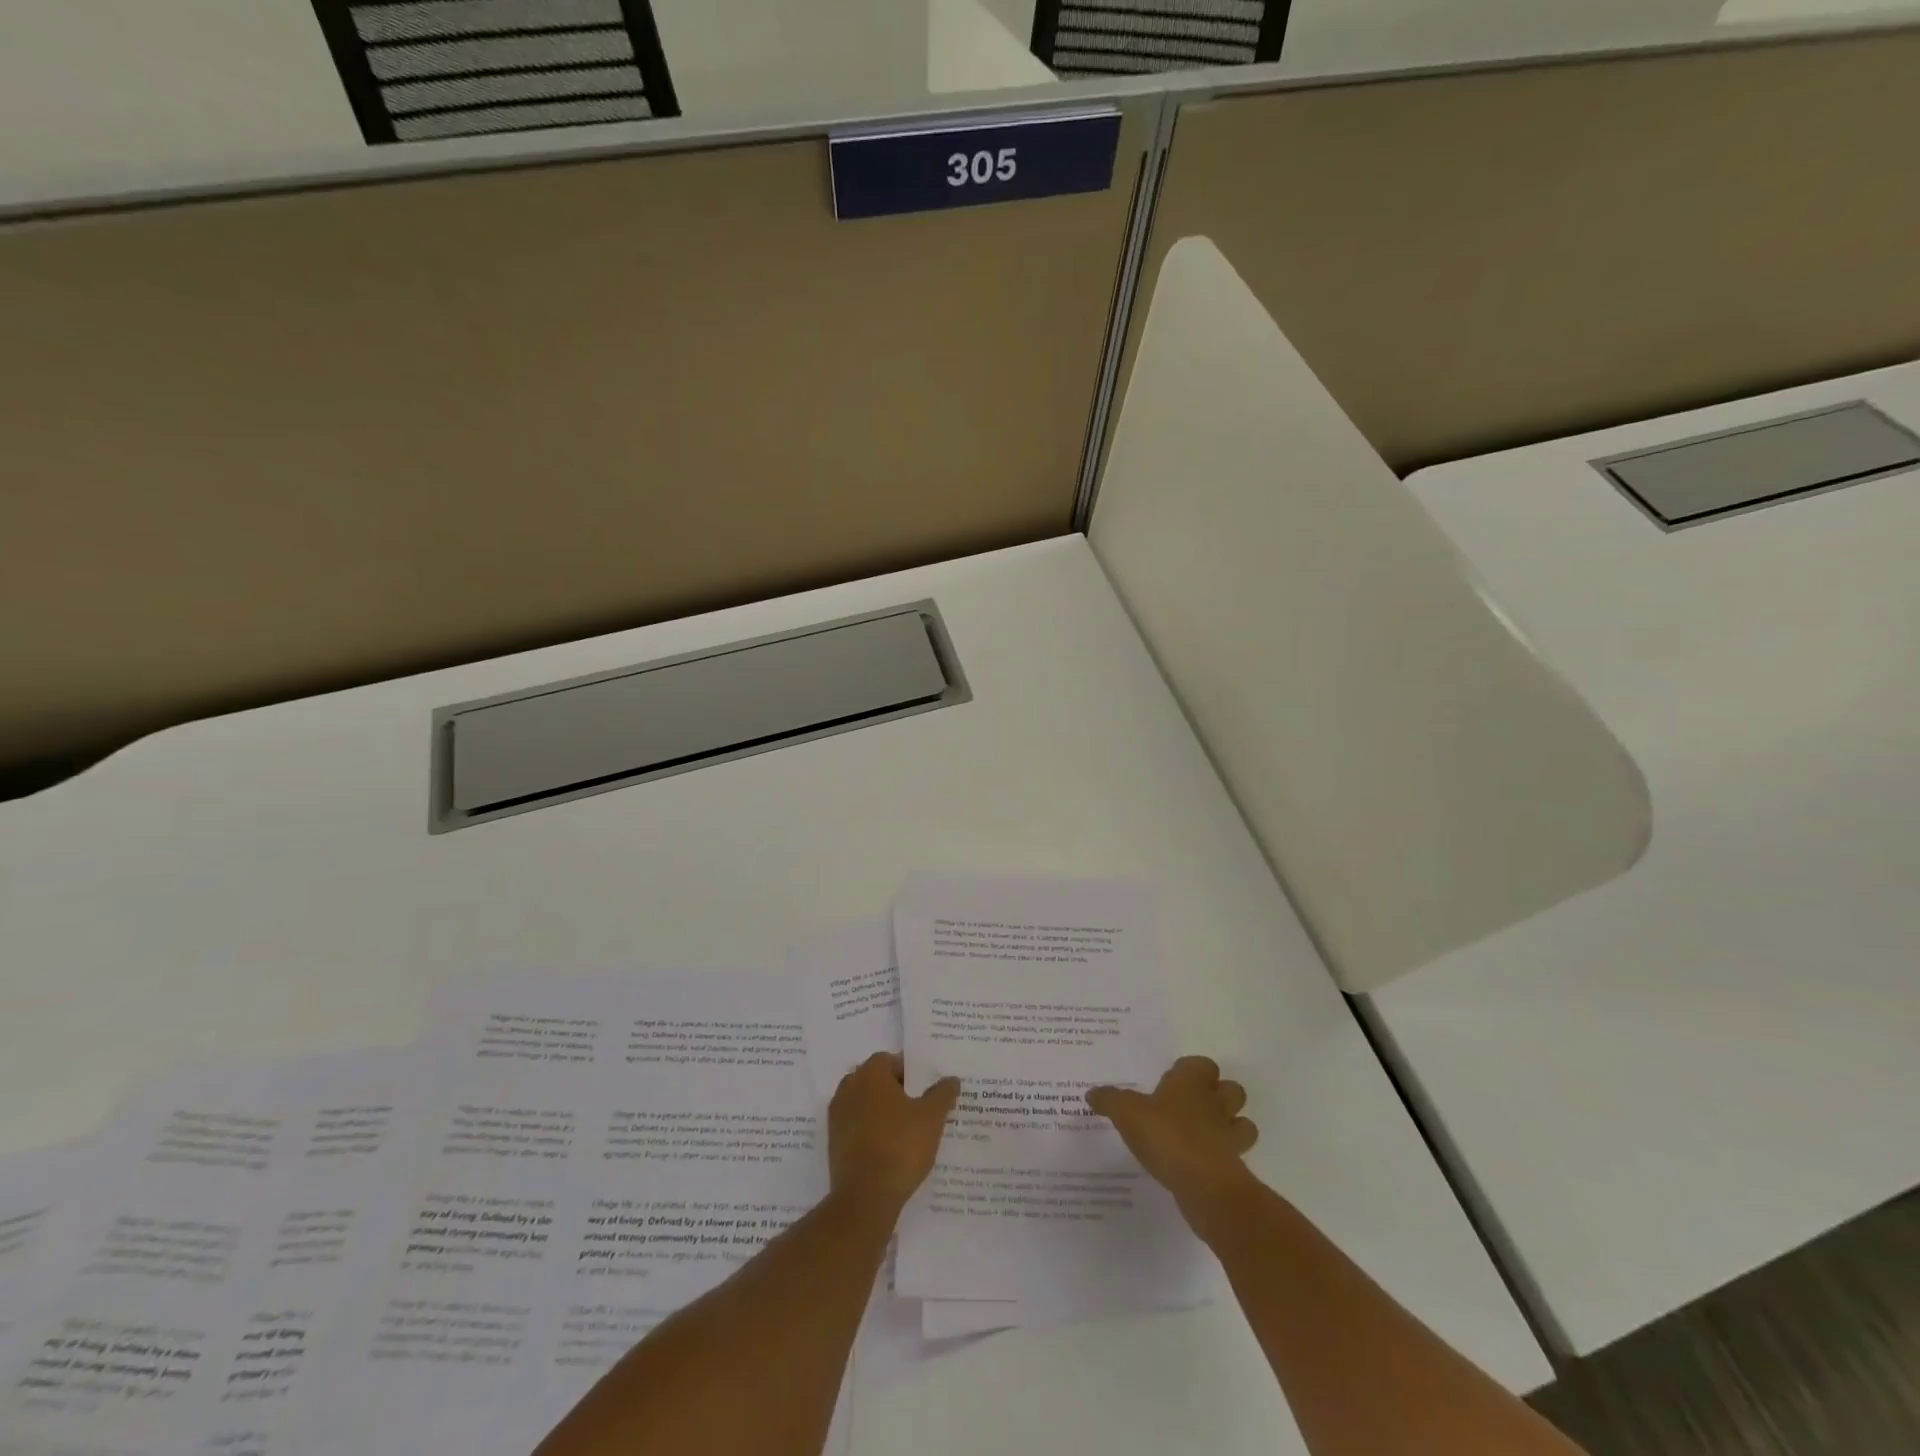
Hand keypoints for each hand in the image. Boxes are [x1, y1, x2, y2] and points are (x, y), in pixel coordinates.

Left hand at [829, 1053, 960, 1215]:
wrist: (865, 1198)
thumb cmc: (900, 1147)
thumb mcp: (931, 1118)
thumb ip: (942, 1094)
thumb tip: (951, 1079)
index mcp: (869, 1075)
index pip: (889, 1060)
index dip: (909, 1071)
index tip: (925, 1087)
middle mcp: (848, 1088)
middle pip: (875, 1080)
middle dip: (895, 1090)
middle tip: (919, 1106)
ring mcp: (837, 1117)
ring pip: (864, 1104)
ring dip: (882, 1111)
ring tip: (906, 1130)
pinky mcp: (833, 1143)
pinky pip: (856, 1127)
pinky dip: (871, 1131)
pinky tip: (889, 1148)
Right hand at [1087, 1056, 1256, 1218]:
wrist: (1204, 1185)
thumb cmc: (1166, 1135)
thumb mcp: (1126, 1112)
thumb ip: (1109, 1100)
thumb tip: (1092, 1093)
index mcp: (1192, 1083)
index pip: (1202, 1064)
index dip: (1191, 1070)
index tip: (1173, 1081)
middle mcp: (1215, 1103)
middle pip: (1231, 1090)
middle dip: (1218, 1095)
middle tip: (1191, 1106)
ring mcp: (1229, 1136)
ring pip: (1241, 1123)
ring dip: (1229, 1126)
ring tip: (1203, 1135)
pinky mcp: (1234, 1168)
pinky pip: (1233, 1156)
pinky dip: (1222, 1158)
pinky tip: (1199, 1165)